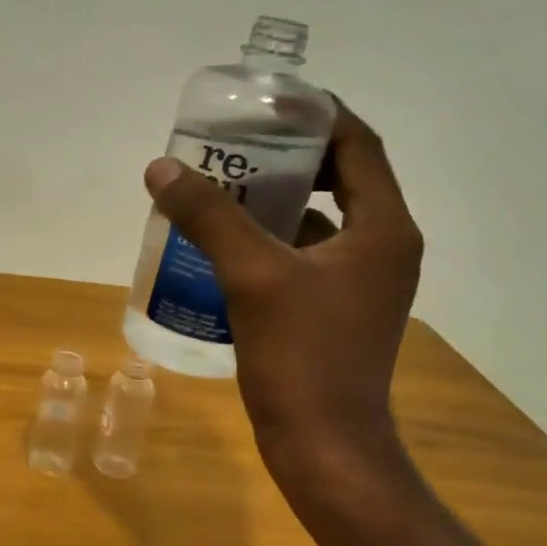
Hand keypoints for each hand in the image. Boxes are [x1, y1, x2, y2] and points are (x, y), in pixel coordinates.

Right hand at [143, 107, 422, 486]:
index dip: (317, 112)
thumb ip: (209, 217)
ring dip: (277, 199)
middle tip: (235, 143)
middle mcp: (384, 247)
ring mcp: (363, 282)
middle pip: (341, 177)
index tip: (267, 99)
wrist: (325, 447)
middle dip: (289, 155)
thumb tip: (162, 168)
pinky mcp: (340, 309)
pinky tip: (227, 245)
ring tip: (223, 188)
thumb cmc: (301, 358)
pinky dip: (273, 240)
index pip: (358, 144)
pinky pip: (308, 255)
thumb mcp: (252, 277)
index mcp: (383, 228)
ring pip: (322, 219)